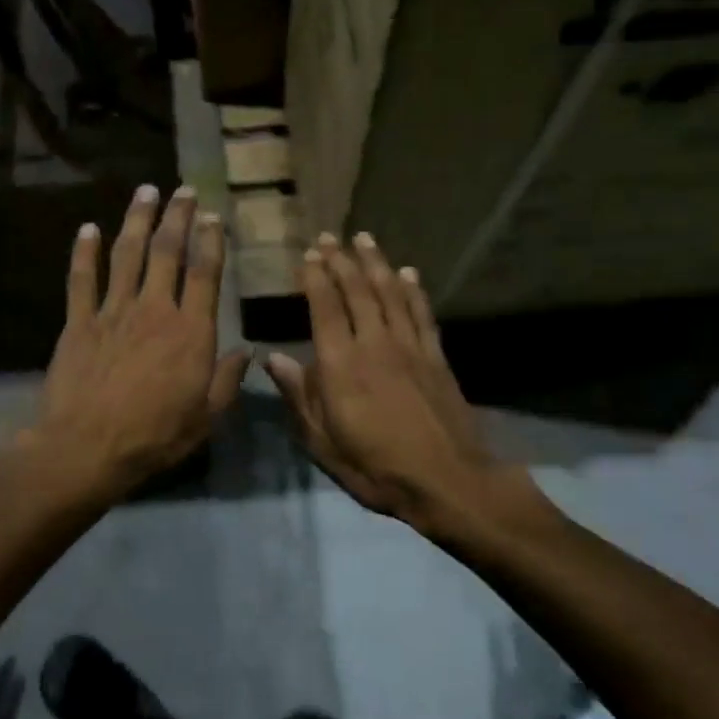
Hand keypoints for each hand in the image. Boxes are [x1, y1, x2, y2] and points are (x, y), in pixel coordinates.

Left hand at [33, 185, 248, 496]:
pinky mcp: (78, 322)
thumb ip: (228, 379)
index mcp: (190, 331)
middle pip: (167, 252)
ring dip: (137, 220)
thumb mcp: (206, 417)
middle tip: (183, 190)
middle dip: (177, 216)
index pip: (205, 273)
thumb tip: (247, 349)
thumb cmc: (155, 436)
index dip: (211, 240)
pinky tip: (88, 228)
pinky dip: (85, 251)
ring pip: (127, 254)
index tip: (213, 216)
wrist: (88, 447)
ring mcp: (113, 312)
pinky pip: (81, 279)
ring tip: (145, 191)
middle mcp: (154, 310)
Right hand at [265, 232, 508, 531]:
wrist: (446, 480)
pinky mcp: (436, 357)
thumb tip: (273, 358)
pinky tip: (408, 272)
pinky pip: (422, 313)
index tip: (308, 255)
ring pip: (390, 293)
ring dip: (375, 263)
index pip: (325, 308)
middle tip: (329, 237)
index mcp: (340, 365)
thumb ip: (298, 396)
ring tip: (364, 238)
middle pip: (357, 291)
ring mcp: (409, 347)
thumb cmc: (375, 467)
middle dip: (341, 260)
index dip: (316, 277)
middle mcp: (374, 344)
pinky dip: (414, 289)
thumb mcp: (323, 442)